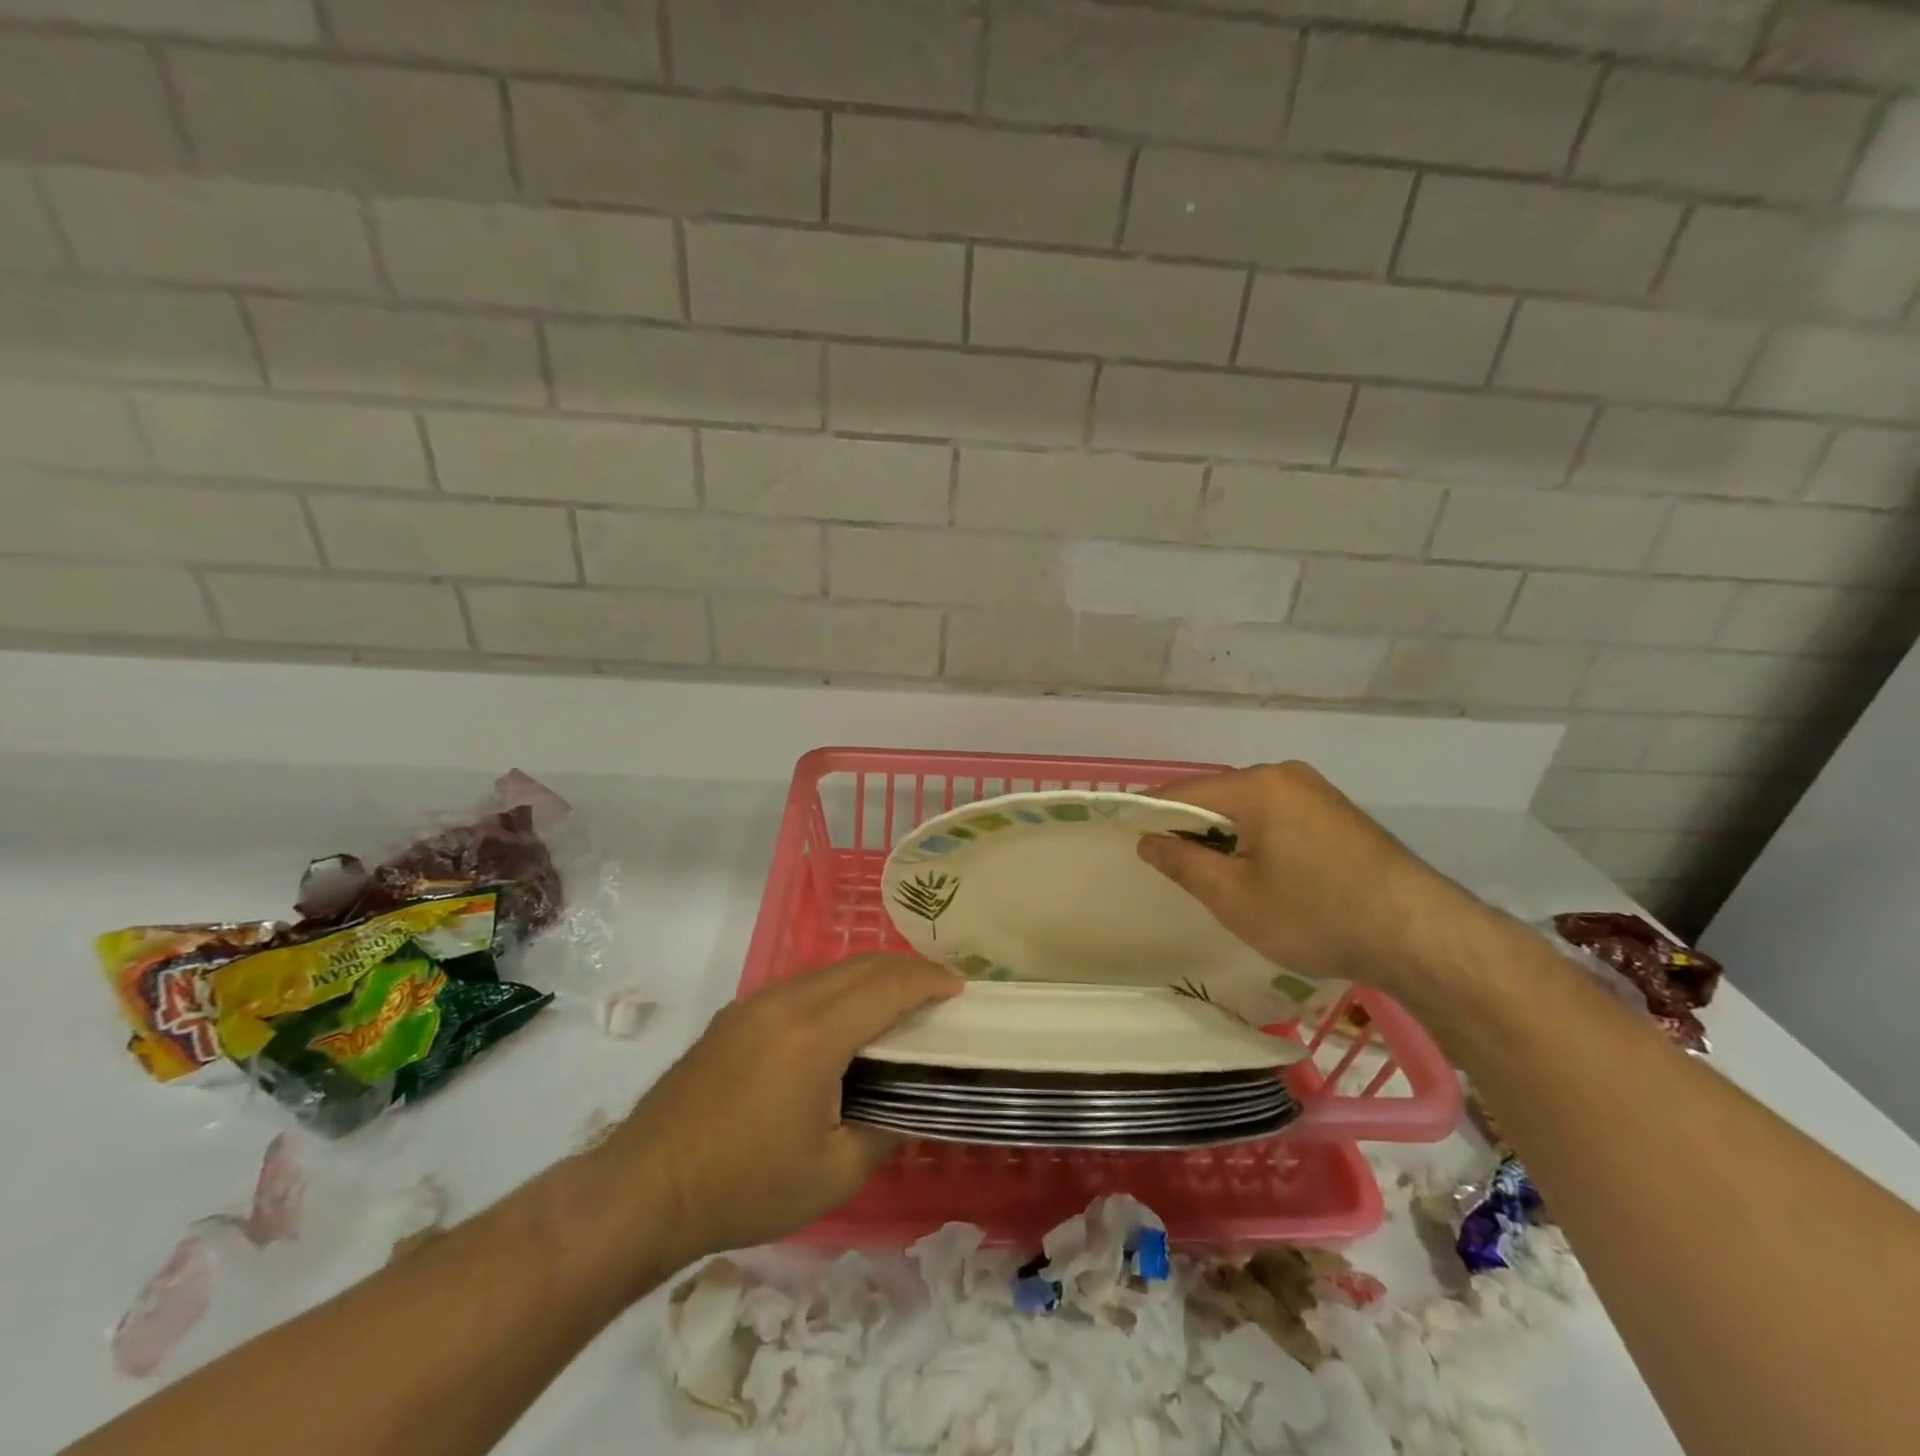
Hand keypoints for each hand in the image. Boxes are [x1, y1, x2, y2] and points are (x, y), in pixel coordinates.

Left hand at [601, 953, 960, 1266]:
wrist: (644, 1190)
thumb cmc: (744, 1187)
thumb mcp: (831, 1174)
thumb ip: (884, 1129)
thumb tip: (912, 1106)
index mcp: (814, 1034)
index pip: (886, 987)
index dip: (928, 980)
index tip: (958, 987)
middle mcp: (785, 1001)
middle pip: (860, 966)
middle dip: (905, 969)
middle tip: (938, 989)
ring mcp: (754, 1003)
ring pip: (828, 970)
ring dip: (870, 977)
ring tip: (898, 1002)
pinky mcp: (734, 1016)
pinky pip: (801, 985)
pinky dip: (837, 989)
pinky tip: (843, 1019)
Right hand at [1138, 761, 1491, 994]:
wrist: (1421, 936)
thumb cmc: (1315, 914)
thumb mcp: (1234, 897)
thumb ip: (1182, 862)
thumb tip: (1148, 839)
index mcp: (1257, 786)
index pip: (1184, 792)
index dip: (1150, 814)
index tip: (1128, 836)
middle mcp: (1286, 776)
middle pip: (1218, 797)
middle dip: (1191, 828)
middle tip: (1173, 869)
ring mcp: (1317, 792)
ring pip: (1249, 808)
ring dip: (1225, 836)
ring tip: (1216, 877)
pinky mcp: (1338, 814)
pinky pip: (1278, 817)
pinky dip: (1257, 839)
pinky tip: (1262, 874)